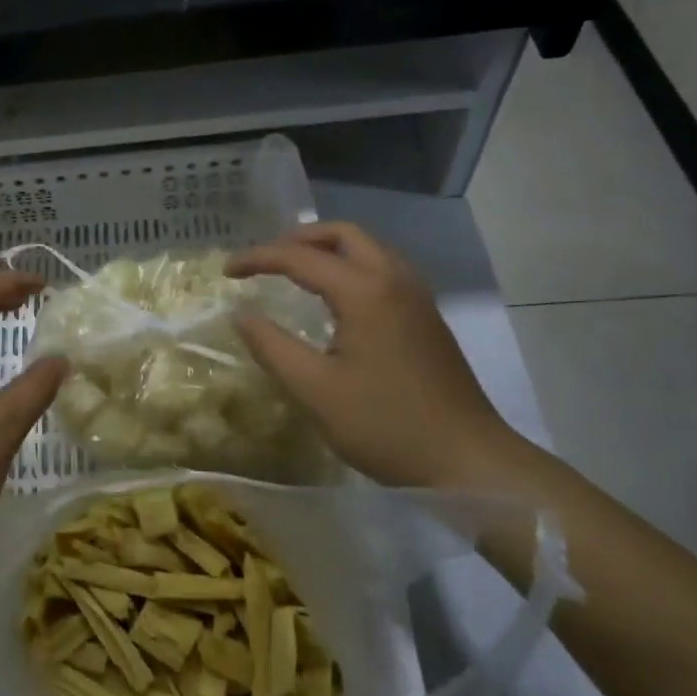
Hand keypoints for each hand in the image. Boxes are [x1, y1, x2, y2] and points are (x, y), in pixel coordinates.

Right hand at [227, 223, 518, 489]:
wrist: (469, 461)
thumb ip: (271, 347)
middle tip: (264, 260)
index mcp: (365, 292)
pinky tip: (334, 299)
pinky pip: (382, 268)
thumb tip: (240, 315)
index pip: (300, 257)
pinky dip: (349, 266)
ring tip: (293, 271)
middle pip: (343, 234)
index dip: (258, 258)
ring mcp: (417, 297)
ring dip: (327, 249)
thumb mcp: (315, 390)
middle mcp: (394, 280)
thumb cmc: (386, 426)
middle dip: (298, 239)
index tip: (226, 271)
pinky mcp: (427, 317)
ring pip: (368, 248)